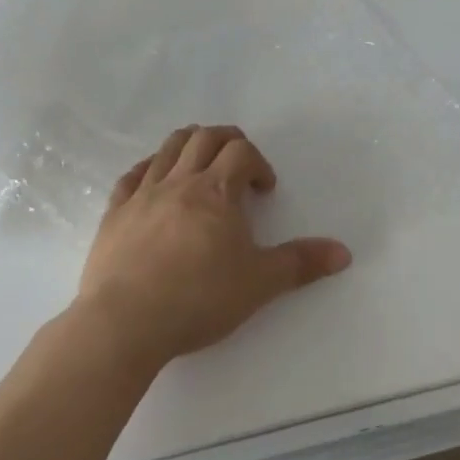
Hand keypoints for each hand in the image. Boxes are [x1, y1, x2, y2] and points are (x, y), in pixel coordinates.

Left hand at [75, 125, 352, 367]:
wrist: (125, 322)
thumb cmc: (198, 298)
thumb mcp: (259, 283)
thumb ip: (300, 264)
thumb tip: (344, 252)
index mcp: (216, 191)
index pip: (241, 152)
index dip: (258, 163)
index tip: (264, 190)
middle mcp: (179, 181)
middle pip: (204, 137)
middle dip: (226, 141)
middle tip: (239, 162)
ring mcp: (143, 193)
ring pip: (167, 148)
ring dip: (189, 144)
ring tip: (201, 162)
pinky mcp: (115, 212)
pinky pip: (132, 176)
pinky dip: (149, 168)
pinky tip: (155, 181)